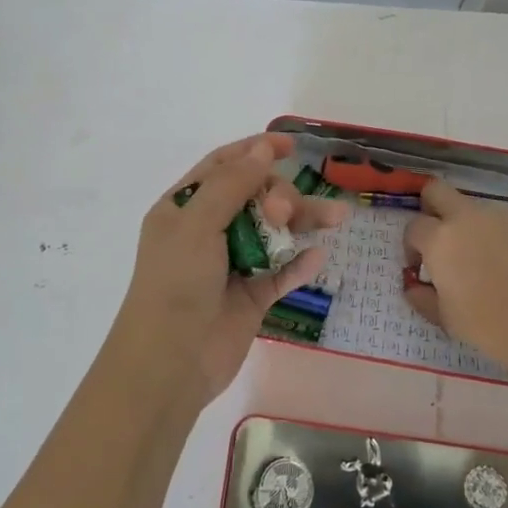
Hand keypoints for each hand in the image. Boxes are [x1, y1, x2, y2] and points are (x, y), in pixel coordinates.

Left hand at [109, 133, 348, 403]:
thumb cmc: (175, 283)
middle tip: (284, 214)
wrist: (171, 362)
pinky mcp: (251, 297)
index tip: (290, 146)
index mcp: (184, 209)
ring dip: (302, 223)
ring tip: (336, 218)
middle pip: (255, 197)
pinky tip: (319, 256)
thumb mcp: (197, 224)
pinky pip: (281, 273)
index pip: (223, 167)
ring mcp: (232, 265)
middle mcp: (207, 232)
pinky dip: (299, 264)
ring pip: (274, 233)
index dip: (254, 151)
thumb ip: (232, 185)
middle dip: (279, 195)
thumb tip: (261, 149)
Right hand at [402, 179, 507, 372]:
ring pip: (476, 209)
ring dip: (472, 227)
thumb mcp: (443, 317)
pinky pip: (507, 221)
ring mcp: (501, 215)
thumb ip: (421, 296)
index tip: (420, 265)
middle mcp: (467, 217)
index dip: (412, 245)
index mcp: (439, 239)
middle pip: (437, 190)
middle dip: (431, 206)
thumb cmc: (485, 325)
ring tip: (488, 260)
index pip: (414, 226)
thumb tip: (414, 285)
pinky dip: (503, 235)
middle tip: (440, 235)